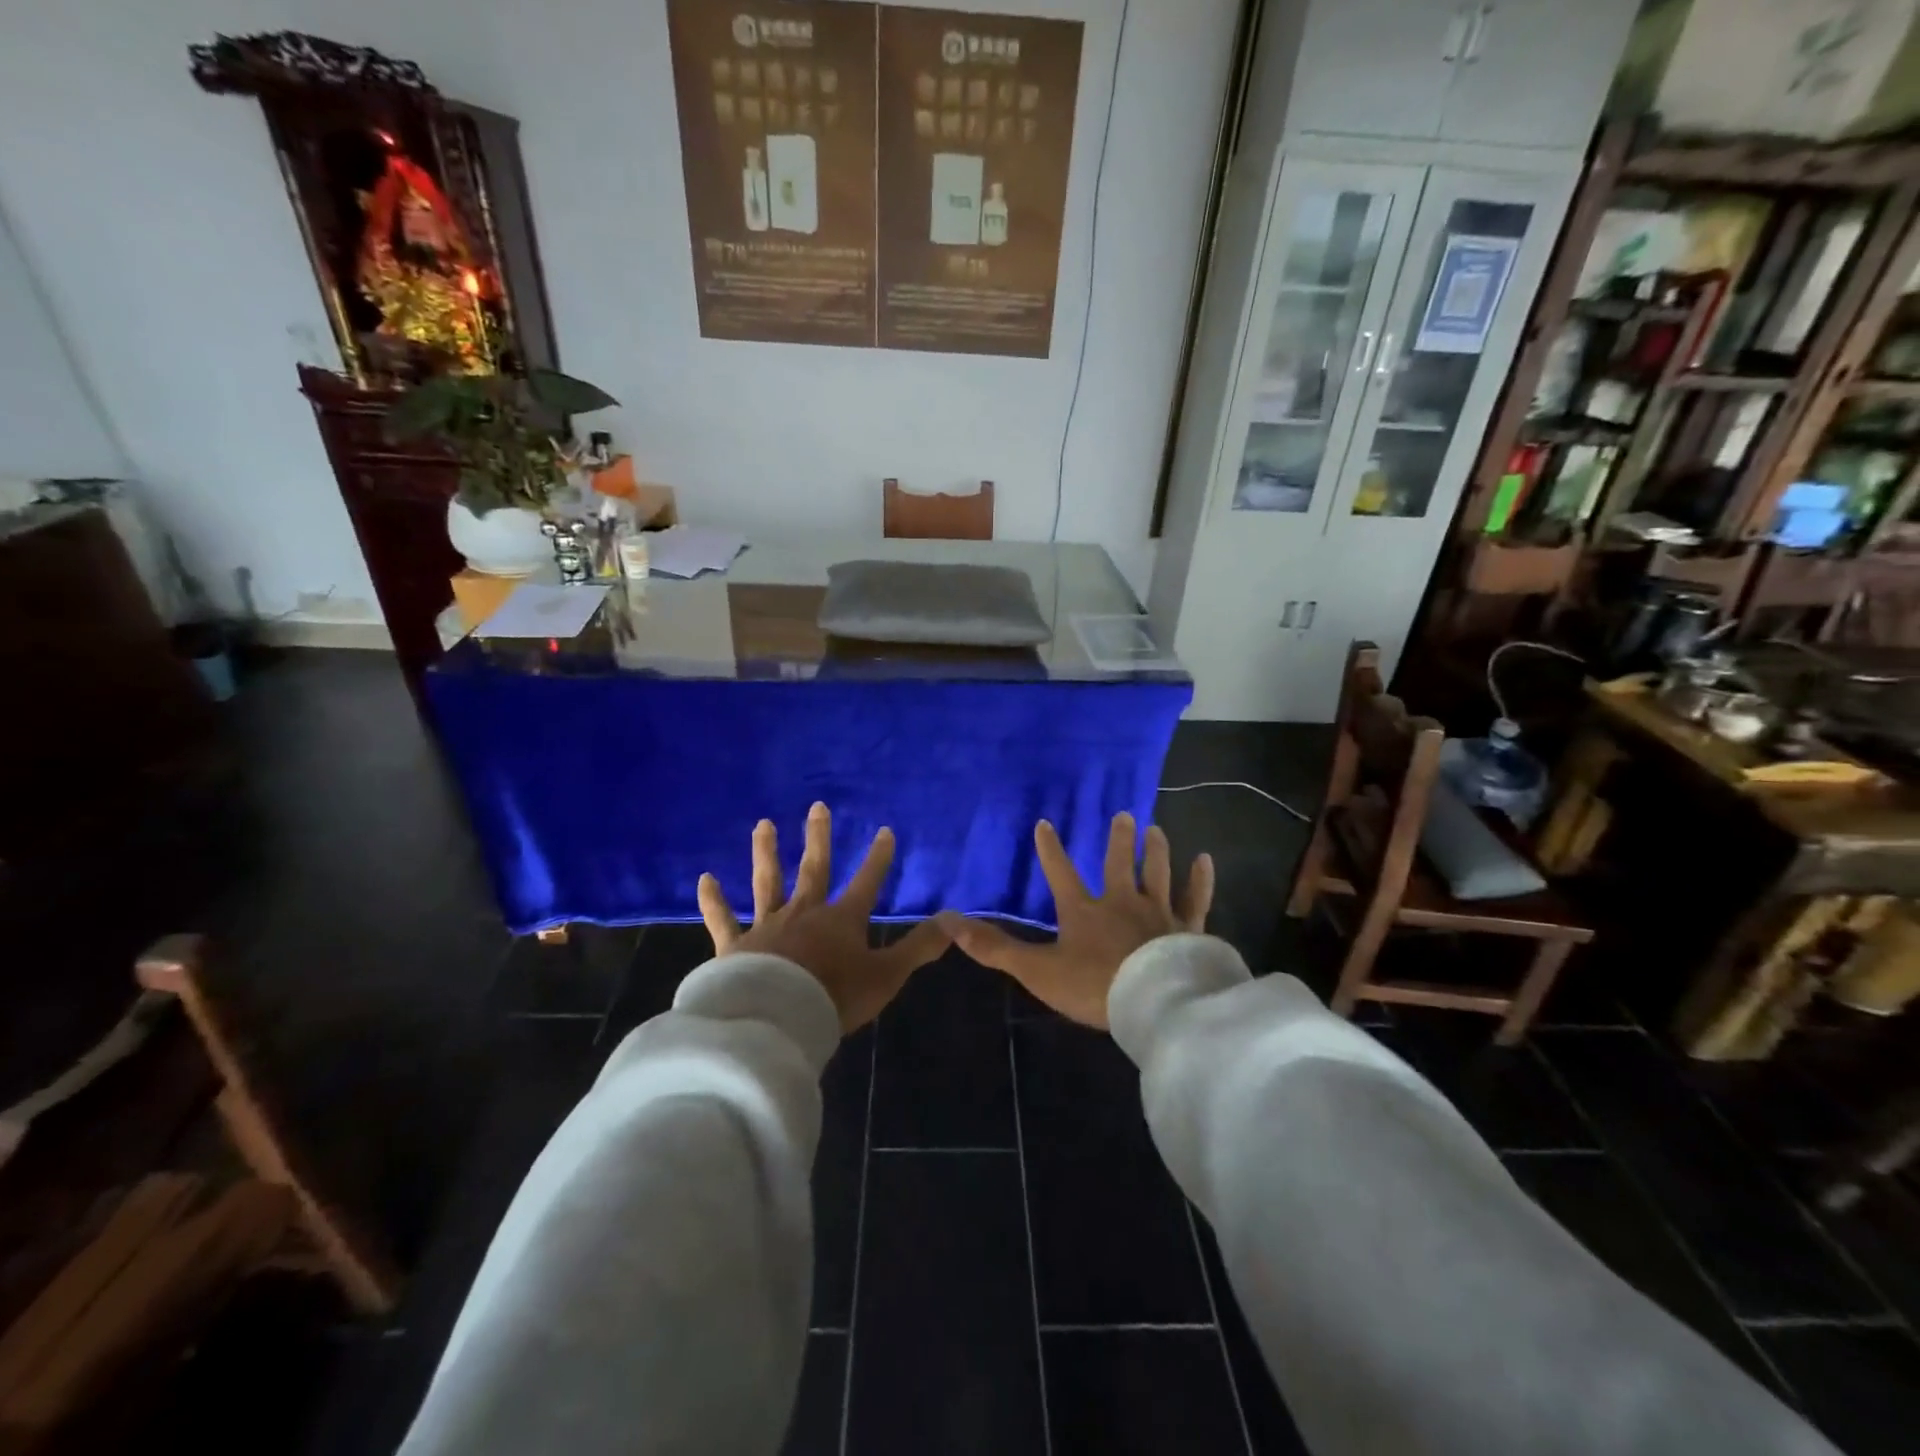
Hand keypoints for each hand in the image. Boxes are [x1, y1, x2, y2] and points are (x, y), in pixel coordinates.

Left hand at [697, 802, 951, 1033]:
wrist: (776, 1020)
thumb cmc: (835, 998)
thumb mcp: (887, 975)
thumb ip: (919, 947)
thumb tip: (956, 919)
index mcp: (842, 920)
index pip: (867, 881)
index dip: (878, 858)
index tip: (884, 831)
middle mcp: (805, 913)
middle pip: (814, 868)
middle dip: (818, 838)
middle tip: (817, 806)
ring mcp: (768, 926)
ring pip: (768, 882)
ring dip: (767, 853)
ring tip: (763, 825)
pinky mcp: (735, 946)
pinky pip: (723, 920)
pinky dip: (714, 900)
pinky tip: (705, 879)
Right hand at [948, 813, 1213, 1028]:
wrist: (1153, 1002)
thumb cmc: (1093, 985)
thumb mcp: (1037, 970)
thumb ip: (995, 948)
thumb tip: (949, 922)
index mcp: (1083, 911)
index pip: (1060, 872)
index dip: (1051, 849)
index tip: (1045, 823)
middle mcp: (1121, 901)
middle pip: (1119, 863)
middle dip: (1119, 839)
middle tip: (1123, 814)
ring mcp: (1158, 912)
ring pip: (1157, 872)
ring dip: (1156, 850)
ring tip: (1155, 829)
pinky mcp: (1187, 927)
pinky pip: (1195, 898)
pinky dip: (1200, 879)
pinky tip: (1205, 859)